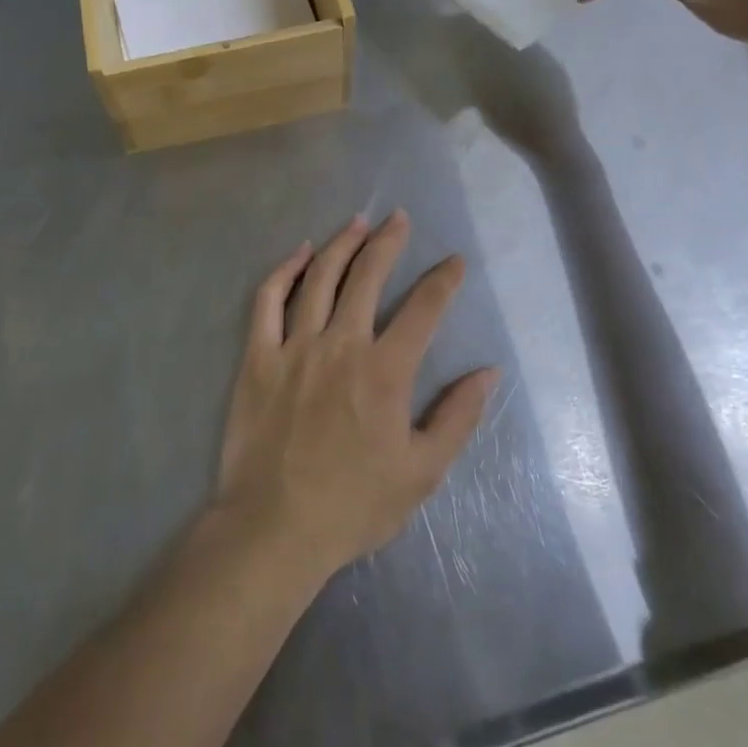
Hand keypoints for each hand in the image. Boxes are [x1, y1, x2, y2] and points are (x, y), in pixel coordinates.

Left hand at [213, 212, 497, 582]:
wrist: (274, 528)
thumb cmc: (354, 504)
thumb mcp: (422, 472)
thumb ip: (457, 417)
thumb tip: (488, 371)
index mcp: (385, 371)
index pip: (423, 309)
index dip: (443, 280)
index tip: (455, 261)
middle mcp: (342, 344)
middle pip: (368, 276)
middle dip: (389, 241)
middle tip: (399, 218)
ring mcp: (296, 345)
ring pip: (321, 277)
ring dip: (343, 244)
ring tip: (358, 222)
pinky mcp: (259, 355)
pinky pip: (269, 299)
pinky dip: (286, 270)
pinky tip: (301, 252)